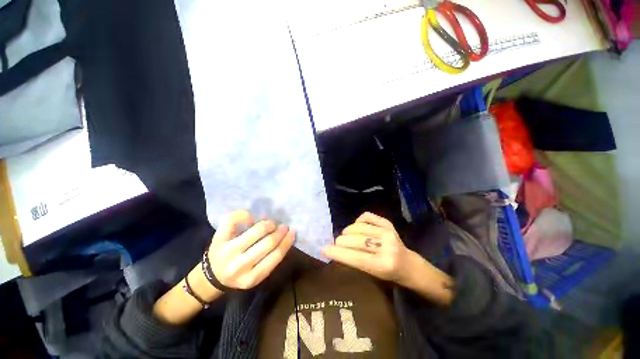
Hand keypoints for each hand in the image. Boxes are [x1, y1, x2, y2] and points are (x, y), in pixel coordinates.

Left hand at [208, 210, 294, 289]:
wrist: (211, 277)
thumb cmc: (239, 275)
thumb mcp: (256, 275)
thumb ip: (270, 260)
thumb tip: (285, 237)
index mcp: (252, 278)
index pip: (276, 256)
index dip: (287, 241)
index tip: (292, 232)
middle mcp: (239, 265)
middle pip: (268, 242)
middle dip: (280, 231)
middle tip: (283, 226)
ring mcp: (228, 250)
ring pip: (255, 230)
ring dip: (267, 224)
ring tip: (270, 224)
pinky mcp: (218, 238)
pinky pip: (233, 220)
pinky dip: (245, 215)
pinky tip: (250, 219)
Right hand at [322, 212, 410, 282]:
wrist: (409, 264)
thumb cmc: (389, 274)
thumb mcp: (372, 275)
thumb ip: (355, 261)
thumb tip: (335, 250)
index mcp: (383, 265)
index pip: (356, 258)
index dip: (338, 253)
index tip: (324, 249)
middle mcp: (387, 247)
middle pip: (357, 241)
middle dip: (341, 241)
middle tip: (336, 242)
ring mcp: (388, 233)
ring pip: (359, 227)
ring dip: (348, 231)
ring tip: (345, 235)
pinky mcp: (388, 223)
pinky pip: (367, 216)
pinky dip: (358, 220)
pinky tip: (357, 226)